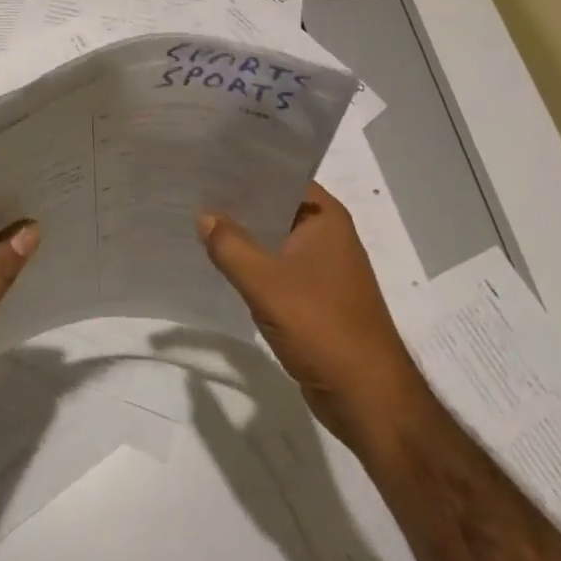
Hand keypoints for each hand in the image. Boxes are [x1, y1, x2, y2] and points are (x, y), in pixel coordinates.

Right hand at [198, 183, 421, 450]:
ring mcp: (322, 266)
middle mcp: (327, 234)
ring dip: (242, 234)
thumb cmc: (323, 328)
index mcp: (325, 217)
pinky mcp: (314, 296)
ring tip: (197, 219)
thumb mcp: (266, 284)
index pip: (280, 175)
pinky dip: (251, 263)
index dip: (244, 167)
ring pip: (273, 238)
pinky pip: (275, 266)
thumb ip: (230, 246)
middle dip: (237, 201)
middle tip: (192, 188)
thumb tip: (204, 215)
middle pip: (274, 205)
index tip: (206, 160)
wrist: (368, 400)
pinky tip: (218, 262)